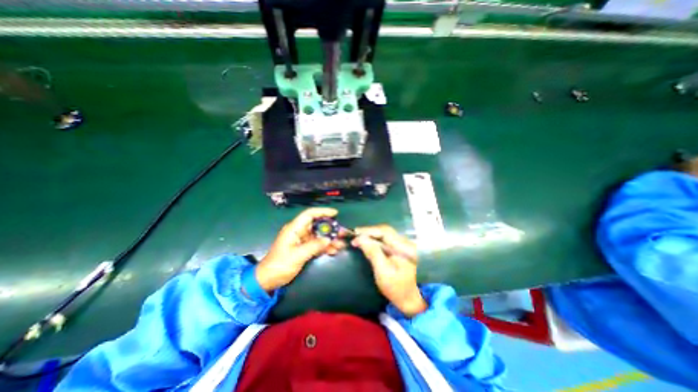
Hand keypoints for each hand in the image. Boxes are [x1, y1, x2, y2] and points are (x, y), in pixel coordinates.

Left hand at [255, 208, 343, 290]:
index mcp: (294, 229)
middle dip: (330, 228)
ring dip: (330, 239)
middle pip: (317, 225)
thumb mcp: (297, 255)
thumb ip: (314, 246)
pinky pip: (318, 244)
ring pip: (319, 235)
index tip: (335, 213)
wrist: (268, 280)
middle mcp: (299, 232)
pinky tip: (334, 250)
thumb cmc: (280, 265)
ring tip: (341, 244)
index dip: (322, 211)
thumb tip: (328, 240)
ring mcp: (302, 241)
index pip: (309, 214)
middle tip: (342, 232)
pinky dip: (326, 247)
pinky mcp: (304, 249)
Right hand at [349, 226, 424, 316]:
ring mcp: (405, 245)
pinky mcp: (401, 249)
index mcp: (404, 247)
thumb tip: (361, 238)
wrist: (414, 300)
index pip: (384, 232)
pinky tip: (368, 242)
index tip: (354, 233)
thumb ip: (373, 253)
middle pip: (385, 230)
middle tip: (353, 234)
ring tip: (358, 237)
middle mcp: (406, 242)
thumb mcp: (383, 272)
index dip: (368, 230)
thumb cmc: (398, 289)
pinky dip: (376, 239)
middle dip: (368, 231)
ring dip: (371, 234)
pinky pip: (387, 239)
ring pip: (385, 234)